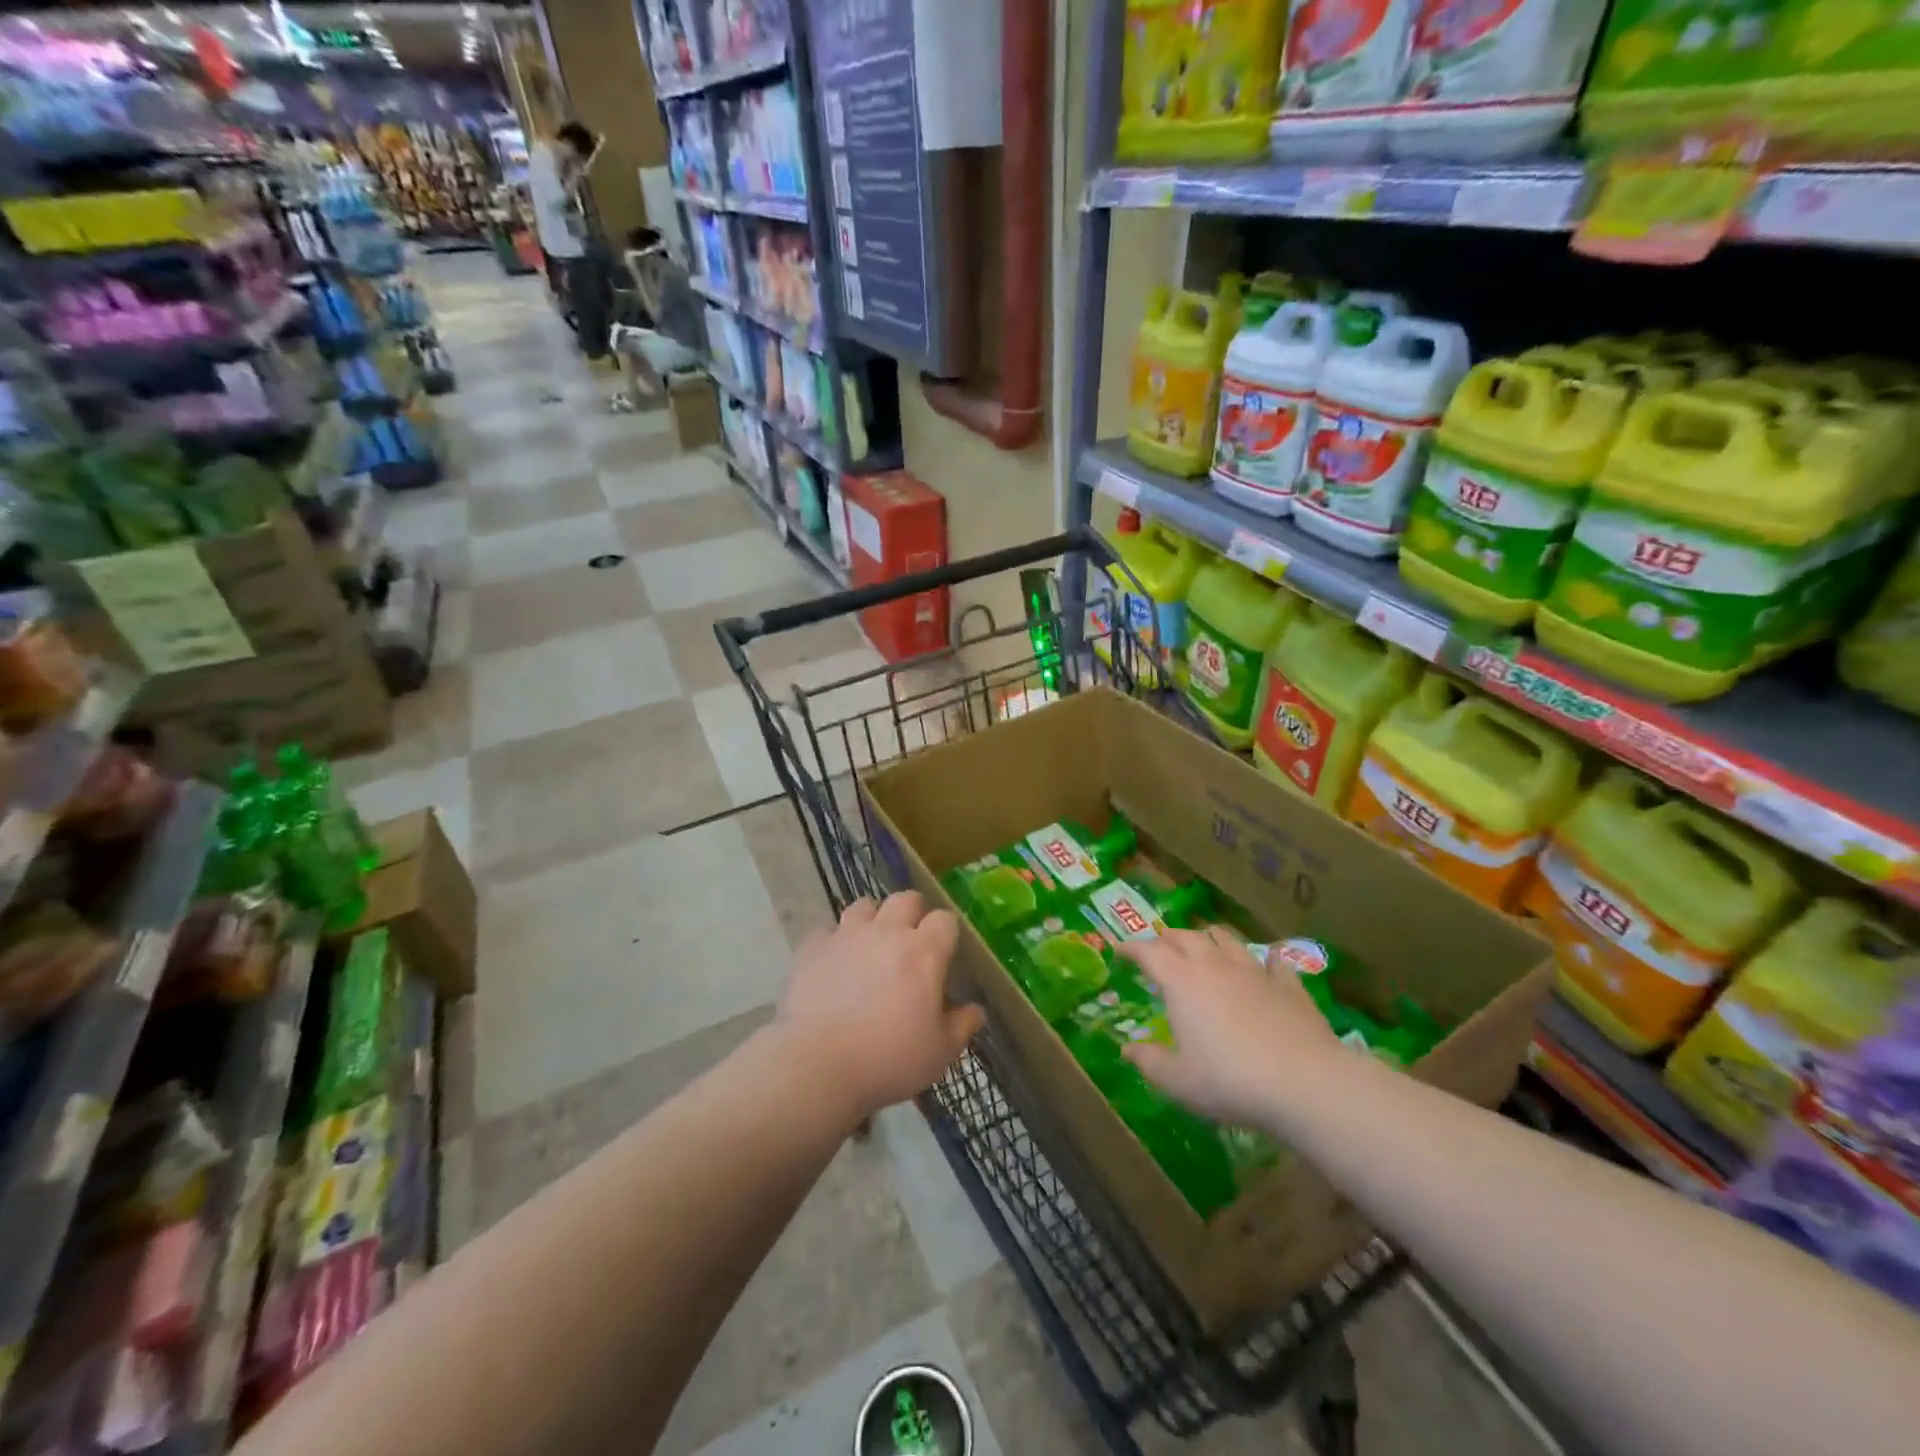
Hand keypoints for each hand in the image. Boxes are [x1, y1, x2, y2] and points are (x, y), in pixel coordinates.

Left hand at [775, 892, 985, 1119]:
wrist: (816, 1065)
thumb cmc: (887, 1060)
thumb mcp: (939, 1053)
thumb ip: (962, 1026)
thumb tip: (974, 1010)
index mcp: (923, 953)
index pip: (945, 920)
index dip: (946, 933)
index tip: (944, 954)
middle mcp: (886, 932)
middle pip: (905, 899)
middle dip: (912, 914)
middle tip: (910, 942)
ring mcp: (846, 935)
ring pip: (864, 906)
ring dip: (873, 920)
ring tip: (870, 947)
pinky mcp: (812, 948)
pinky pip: (828, 932)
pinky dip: (835, 943)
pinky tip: (835, 966)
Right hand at [1118, 928, 1347, 1128]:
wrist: (1304, 1083)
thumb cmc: (1229, 1080)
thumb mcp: (1178, 1080)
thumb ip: (1149, 1062)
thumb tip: (1127, 1049)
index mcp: (1180, 981)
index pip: (1148, 952)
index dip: (1131, 948)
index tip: (1120, 951)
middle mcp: (1213, 964)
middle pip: (1185, 936)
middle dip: (1168, 938)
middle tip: (1160, 947)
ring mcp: (1253, 970)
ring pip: (1226, 938)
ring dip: (1209, 938)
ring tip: (1204, 945)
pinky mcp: (1288, 984)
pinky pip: (1273, 961)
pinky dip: (1264, 960)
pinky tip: (1267, 964)